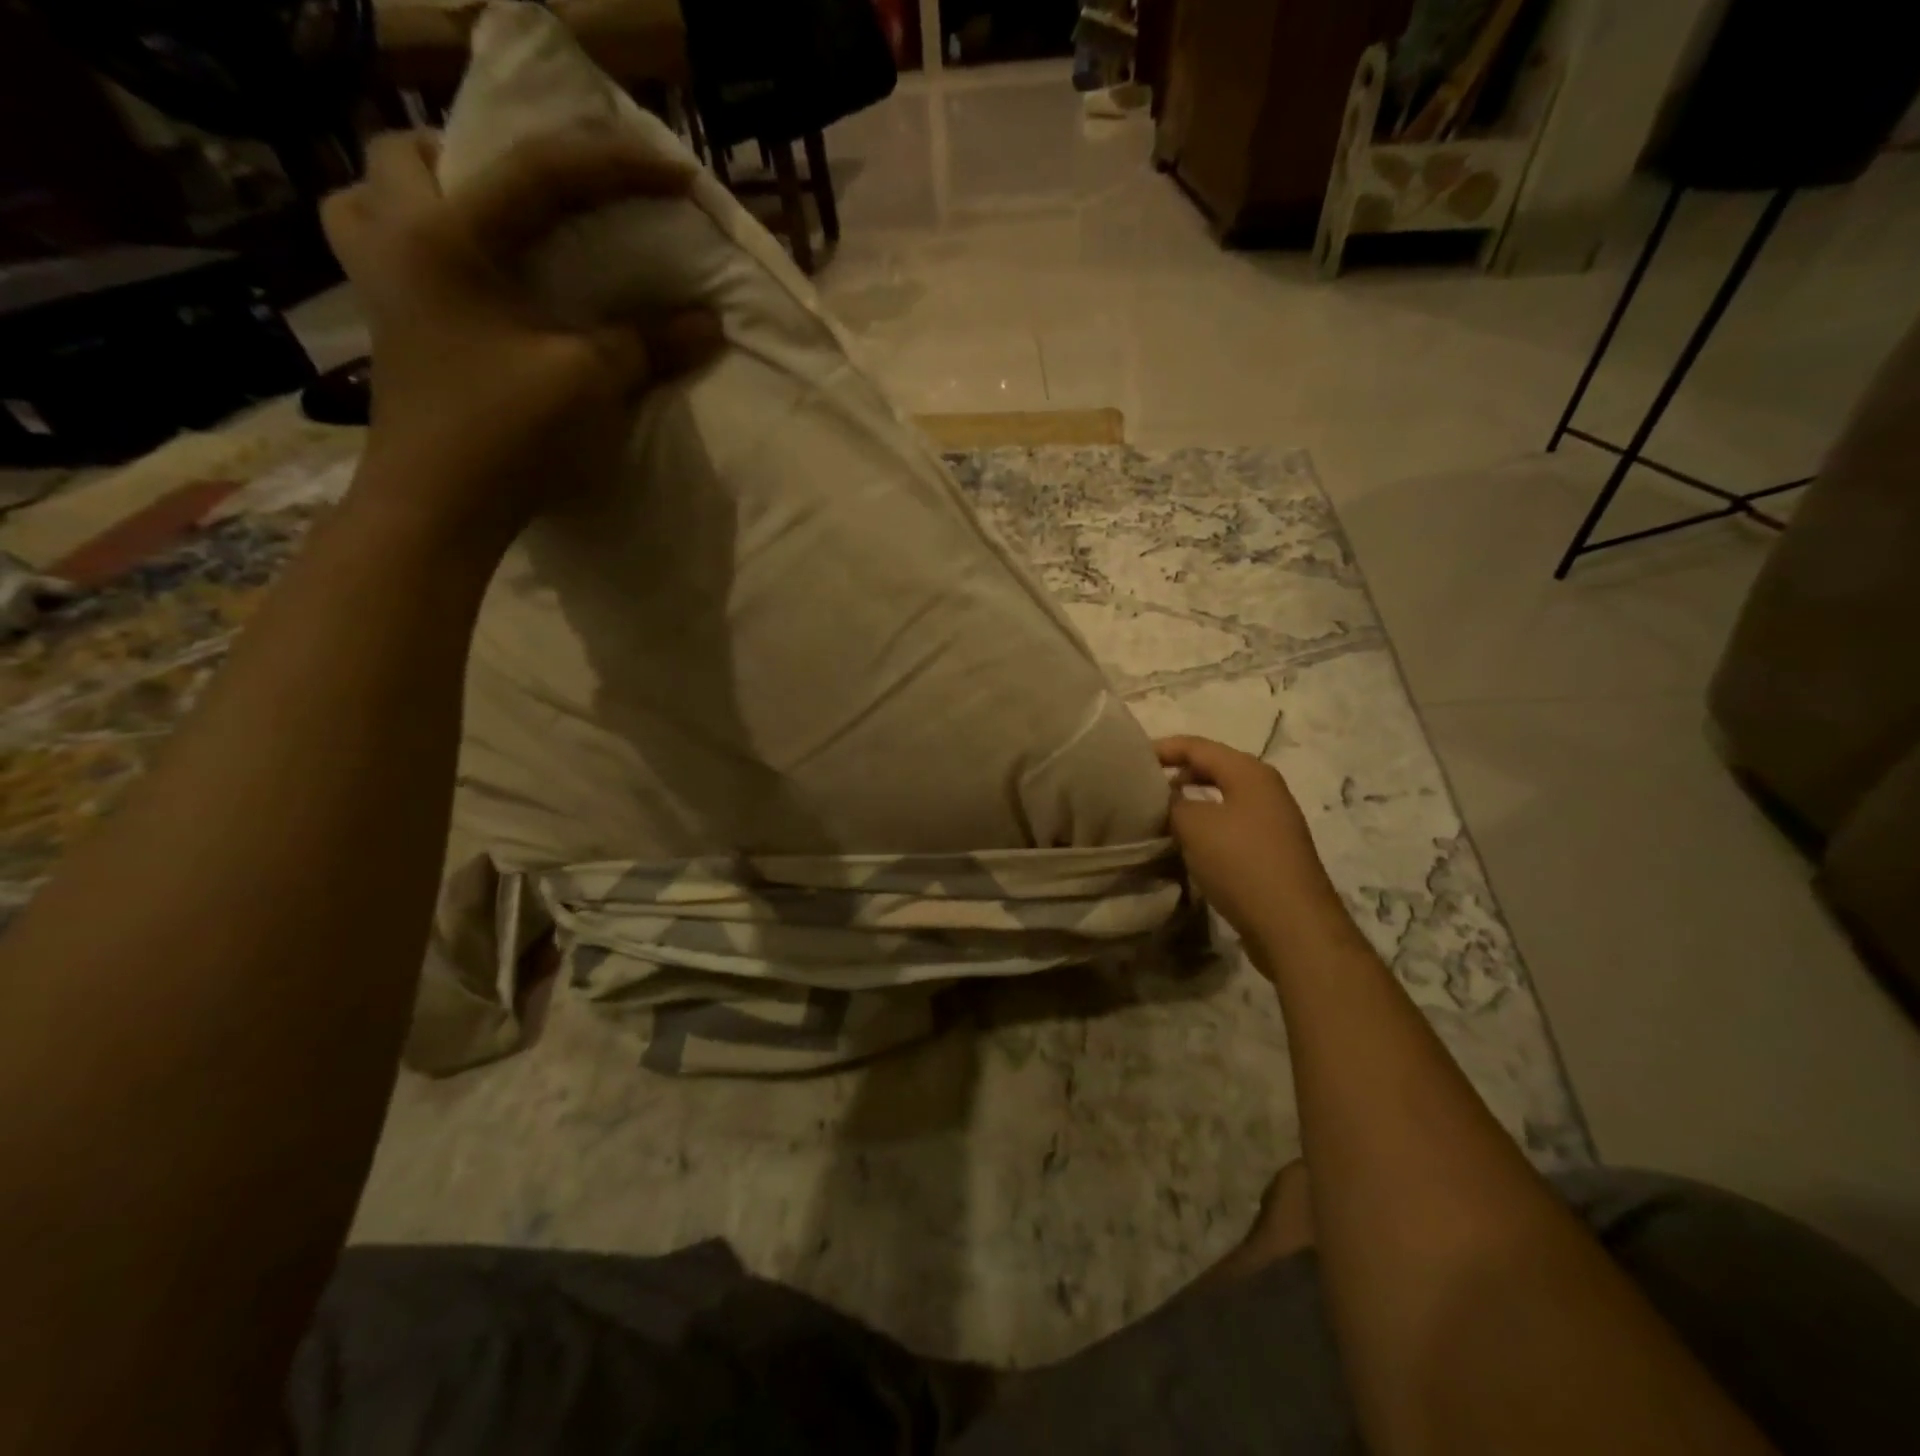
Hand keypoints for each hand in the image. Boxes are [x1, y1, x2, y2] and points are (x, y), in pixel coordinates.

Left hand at [322, 127, 720, 548]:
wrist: (439, 507)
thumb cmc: (505, 433)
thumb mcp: (589, 382)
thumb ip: (647, 343)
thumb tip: (708, 323)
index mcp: (445, 236)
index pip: (542, 173)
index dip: (618, 168)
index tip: (678, 176)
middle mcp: (396, 240)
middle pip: (411, 153)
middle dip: (473, 155)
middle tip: (534, 197)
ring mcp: (379, 286)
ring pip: (374, 198)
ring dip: (430, 198)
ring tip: (489, 230)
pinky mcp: (388, 330)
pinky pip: (388, 253)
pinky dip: (425, 249)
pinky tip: (473, 288)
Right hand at [1155, 736, 1345, 945]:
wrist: (1292, 925)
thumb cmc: (1241, 863)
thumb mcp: (1194, 825)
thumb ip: (1172, 802)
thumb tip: (1162, 797)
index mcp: (1249, 772)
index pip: (1196, 746)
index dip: (1162, 748)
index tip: (1129, 760)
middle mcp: (1265, 789)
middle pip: (1211, 768)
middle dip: (1175, 774)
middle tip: (1140, 787)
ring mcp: (1271, 821)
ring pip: (1220, 799)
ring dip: (1188, 803)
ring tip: (1157, 815)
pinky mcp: (1270, 851)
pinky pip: (1228, 825)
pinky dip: (1204, 826)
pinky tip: (1184, 843)